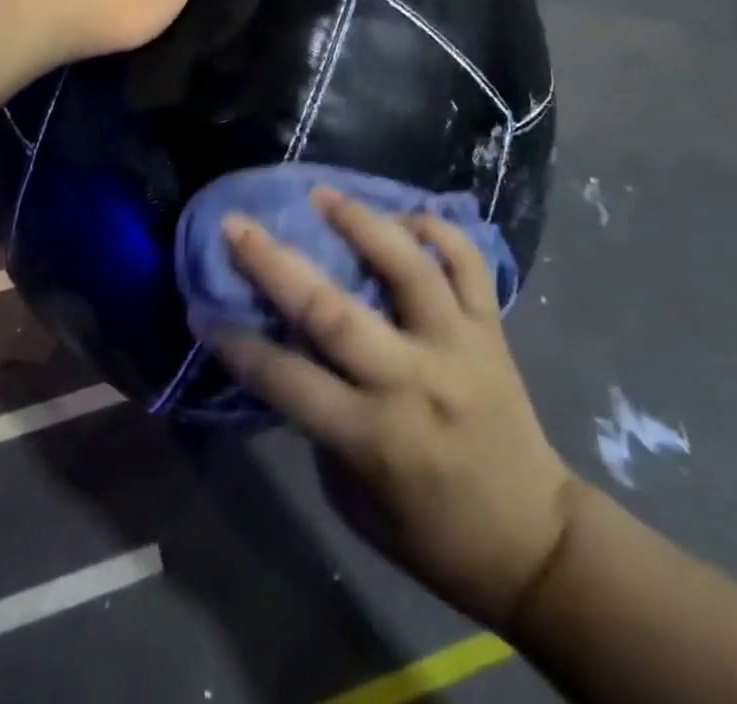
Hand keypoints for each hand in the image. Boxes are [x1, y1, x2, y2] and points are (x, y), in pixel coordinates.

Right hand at [204, 191, 580, 632]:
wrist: (535, 542)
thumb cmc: (431, 533)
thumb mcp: (354, 497)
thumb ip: (321, 423)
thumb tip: (290, 351)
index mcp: (373, 436)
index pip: (287, 379)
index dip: (238, 344)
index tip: (200, 309)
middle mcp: (413, 381)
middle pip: (334, 312)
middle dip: (275, 264)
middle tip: (238, 225)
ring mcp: (458, 346)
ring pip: (408, 268)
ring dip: (361, 223)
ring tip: (323, 194)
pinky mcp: (492, 330)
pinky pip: (469, 266)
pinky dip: (440, 232)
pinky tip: (408, 215)